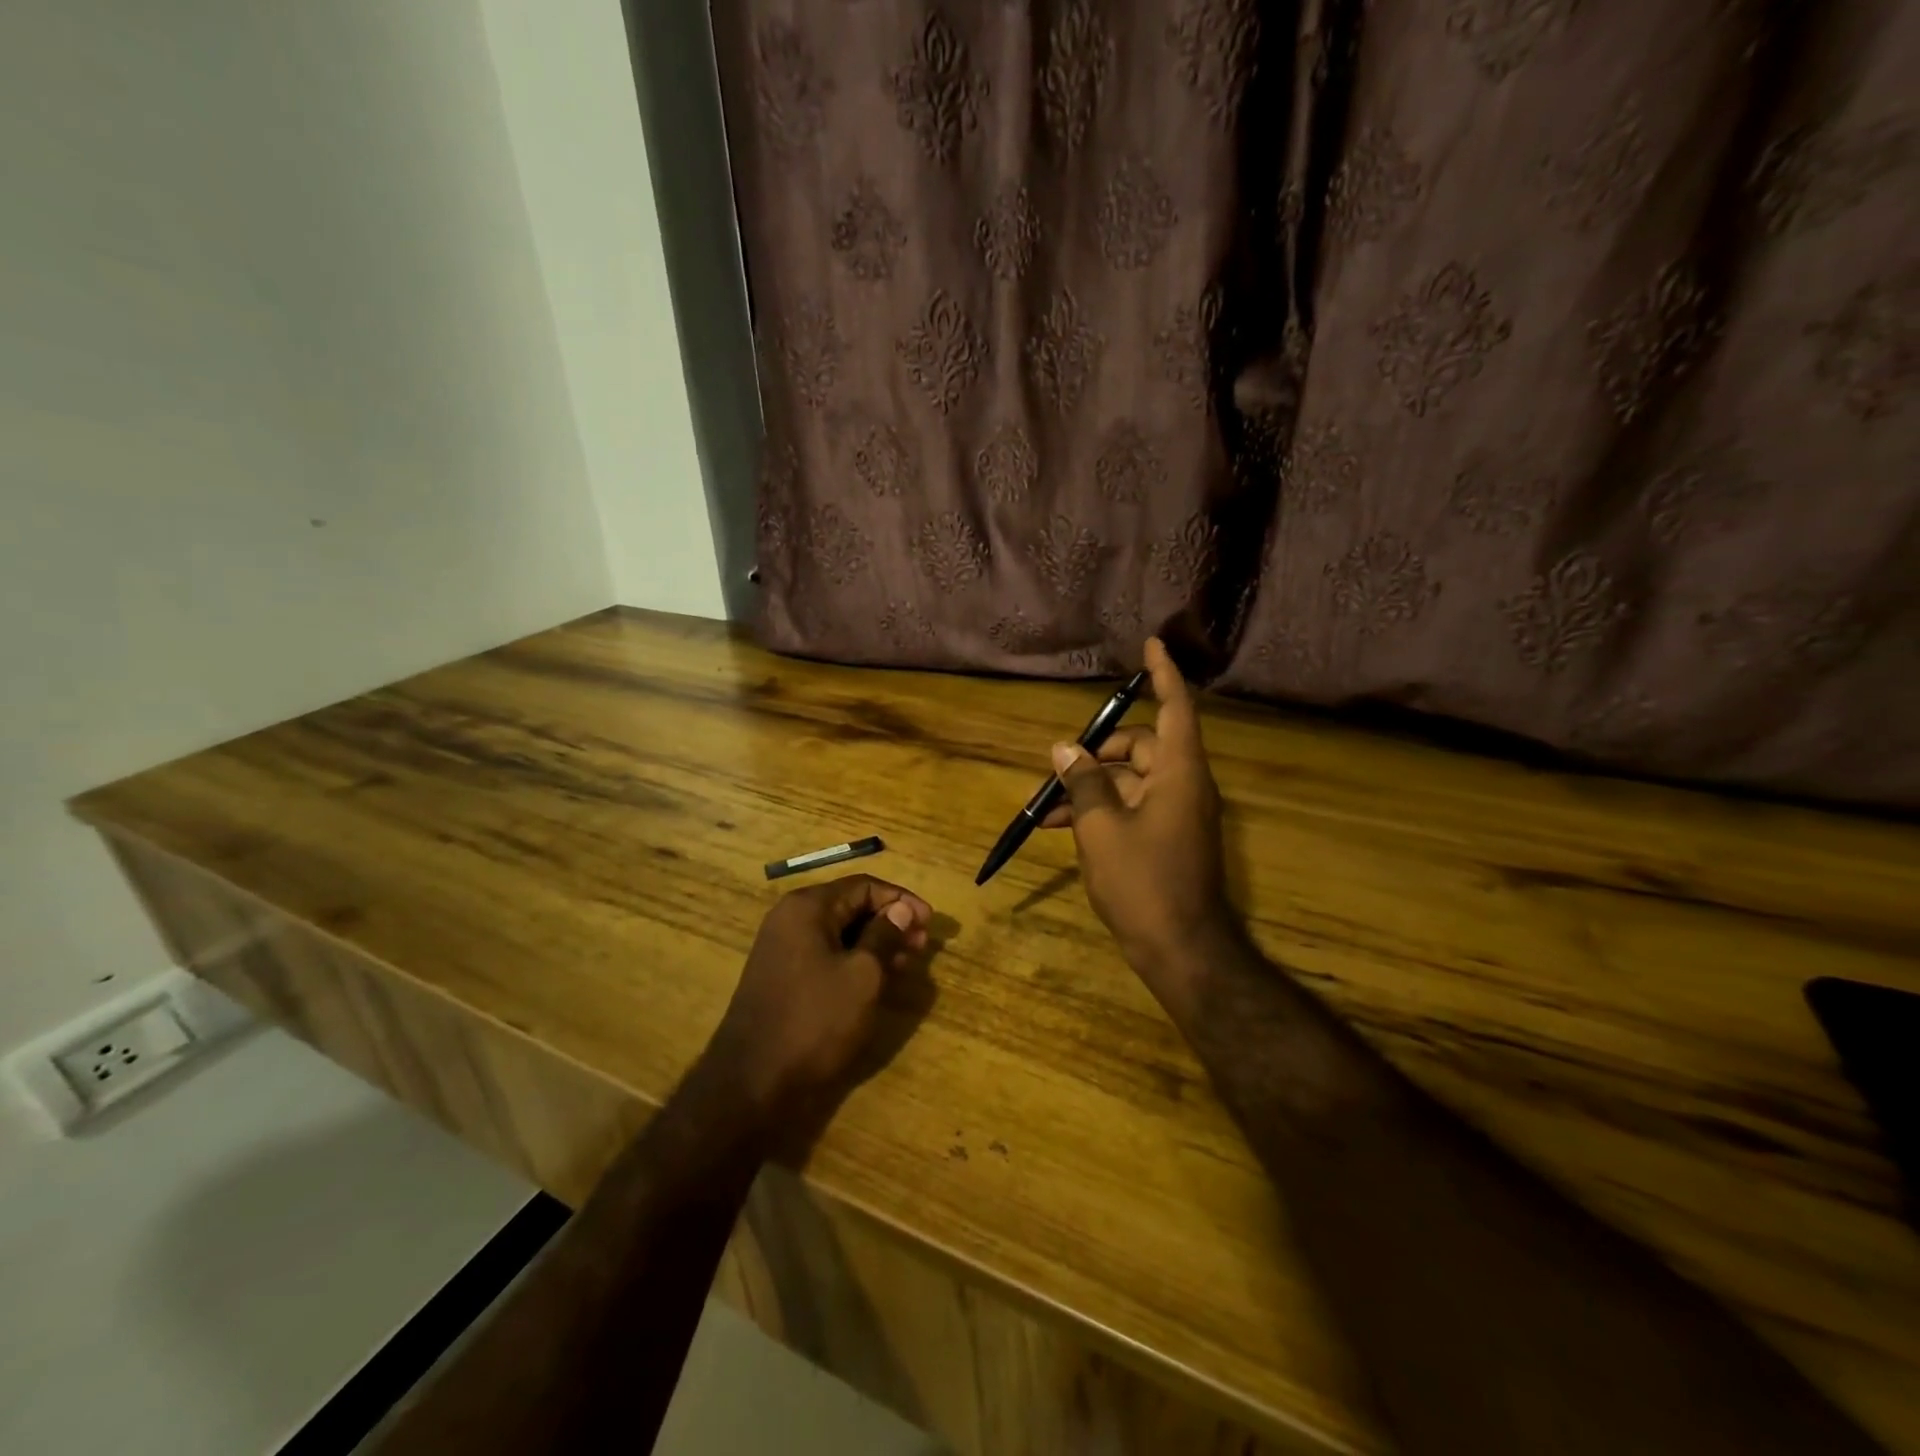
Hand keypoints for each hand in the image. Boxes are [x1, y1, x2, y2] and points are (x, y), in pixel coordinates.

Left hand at [707, 874, 931, 1123]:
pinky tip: (876, 979)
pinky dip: (854, 960)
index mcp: (807, 907)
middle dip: (890, 922)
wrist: (752, 1083)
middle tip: (922, 945)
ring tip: (906, 963)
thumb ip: (885, 935)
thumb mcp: (863, 975)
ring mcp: (782, 949)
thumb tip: (902, 908)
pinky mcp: (782, 977)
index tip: (930, 922)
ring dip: (875, 943)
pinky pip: (825, 954)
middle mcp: (790, 919)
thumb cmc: (815, 1020)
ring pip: (839, 933)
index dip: (901, 900)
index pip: (864, 886)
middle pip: (850, 906)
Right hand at [1043, 638, 1234, 997]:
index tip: (1151, 644)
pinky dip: (1101, 810)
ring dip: (1090, 786)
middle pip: (1141, 746)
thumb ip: (1083, 783)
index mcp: (1179, 772)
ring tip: (1044, 806)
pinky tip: (1060, 827)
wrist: (1182, 949)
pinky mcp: (1168, 837)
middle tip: (1056, 765)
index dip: (1163, 673)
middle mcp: (1184, 784)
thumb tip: (1065, 749)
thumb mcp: (1101, 828)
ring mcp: (1178, 813)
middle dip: (1097, 751)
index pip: (1174, 707)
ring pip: (1130, 780)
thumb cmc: (1143, 882)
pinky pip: (1131, 807)